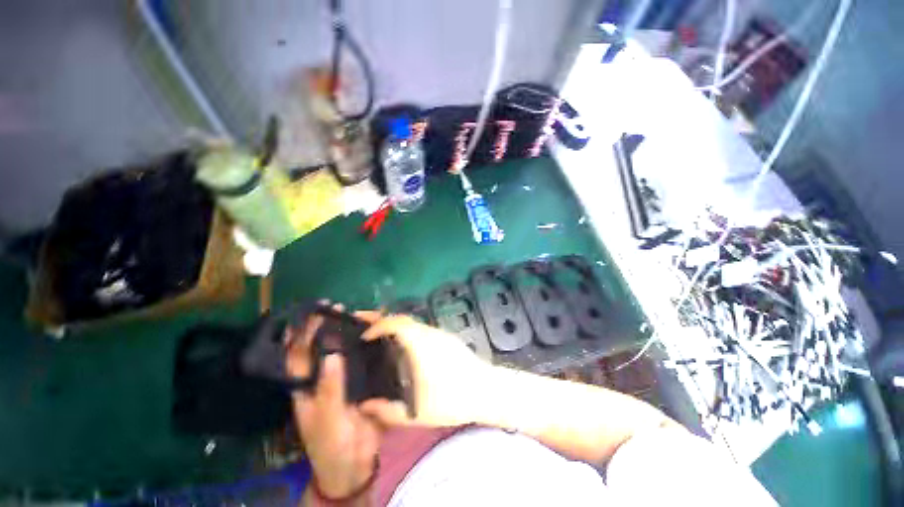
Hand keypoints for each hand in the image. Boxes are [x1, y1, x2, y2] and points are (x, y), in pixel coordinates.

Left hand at [286, 307, 379, 498]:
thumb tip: (332, 354)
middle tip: (339, 309)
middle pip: (322, 347)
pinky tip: (376, 333)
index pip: (298, 355)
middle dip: (326, 327)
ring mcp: (344, 377)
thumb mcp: (327, 419)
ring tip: (358, 315)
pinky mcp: (362, 380)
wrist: (355, 463)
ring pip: (344, 350)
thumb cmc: (331, 444)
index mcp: (306, 386)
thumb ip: (329, 388)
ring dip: (348, 333)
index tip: (312, 313)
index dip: (301, 333)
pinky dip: (367, 345)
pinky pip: (363, 359)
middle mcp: (323, 377)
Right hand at [355, 312, 494, 427]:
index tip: (364, 336)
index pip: (396, 323)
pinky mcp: (448, 339)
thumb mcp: (417, 413)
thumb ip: (388, 411)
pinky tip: (407, 351)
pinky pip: (423, 331)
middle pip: (404, 319)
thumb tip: (364, 406)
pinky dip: (409, 334)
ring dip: (397, 329)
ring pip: (414, 325)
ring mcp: (441, 334)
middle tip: (368, 332)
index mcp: (420, 344)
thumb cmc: (452, 399)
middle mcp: (430, 333)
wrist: (487, 390)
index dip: (378, 325)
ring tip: (384, 343)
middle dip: (384, 322)